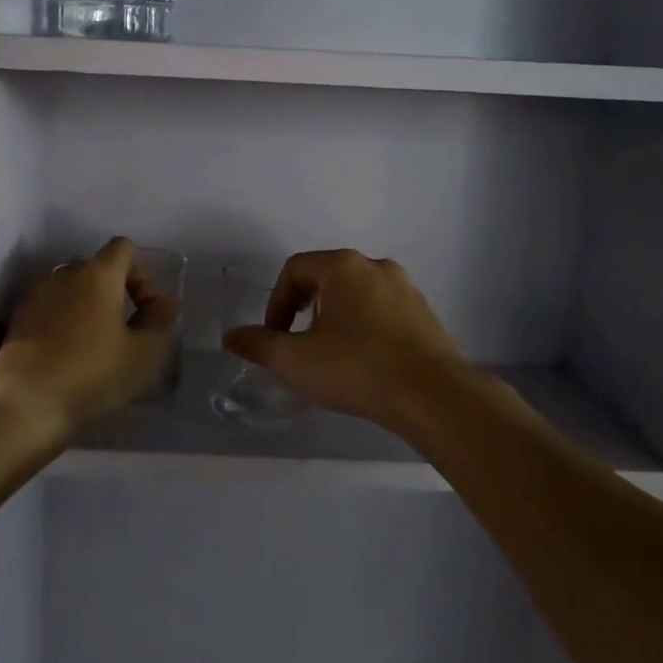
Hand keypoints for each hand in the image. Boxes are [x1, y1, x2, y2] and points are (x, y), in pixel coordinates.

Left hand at [0, 237, 178, 433]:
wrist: (24, 406)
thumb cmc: (92, 373)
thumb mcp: (143, 353)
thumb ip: (159, 321)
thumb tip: (166, 301)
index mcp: (98, 274)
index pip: (123, 248)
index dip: (142, 273)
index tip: (147, 309)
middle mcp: (65, 275)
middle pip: (96, 267)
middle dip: (115, 290)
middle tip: (127, 328)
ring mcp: (37, 296)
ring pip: (71, 289)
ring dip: (88, 307)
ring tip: (98, 343)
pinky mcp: (18, 321)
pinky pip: (51, 309)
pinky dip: (65, 322)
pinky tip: (70, 355)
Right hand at [221, 249, 470, 425]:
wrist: (433, 395)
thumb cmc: (356, 367)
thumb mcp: (296, 360)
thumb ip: (259, 345)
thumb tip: (230, 336)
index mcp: (343, 266)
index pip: (295, 269)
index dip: (276, 302)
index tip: (274, 337)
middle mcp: (377, 267)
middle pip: (327, 278)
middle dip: (305, 310)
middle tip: (299, 346)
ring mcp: (407, 289)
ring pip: (357, 296)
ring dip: (336, 320)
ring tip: (331, 358)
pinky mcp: (426, 315)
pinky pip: (383, 313)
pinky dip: (365, 330)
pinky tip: (365, 364)